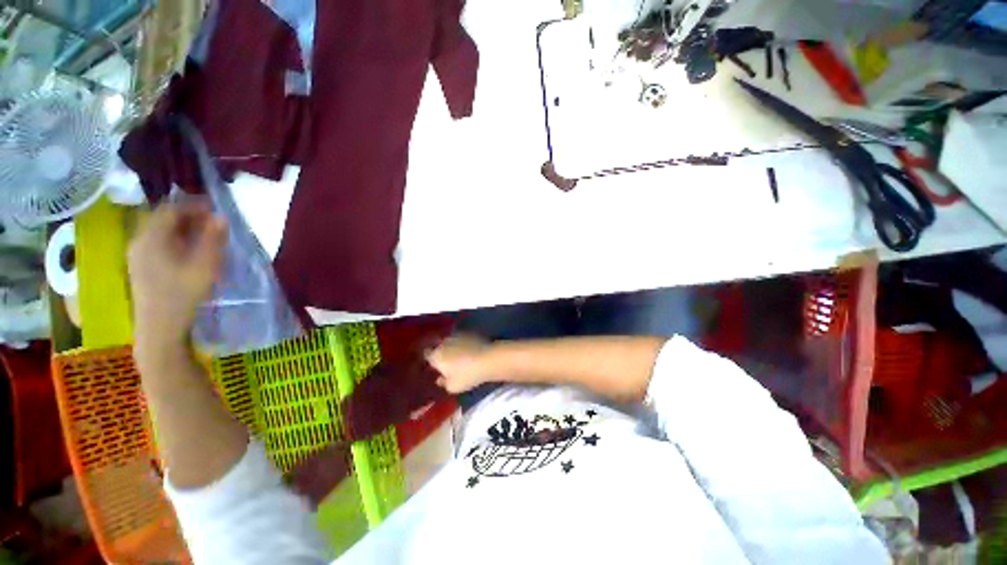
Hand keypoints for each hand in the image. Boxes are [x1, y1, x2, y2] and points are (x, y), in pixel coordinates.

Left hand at [128, 201, 226, 352]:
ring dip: (181, 228)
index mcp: (152, 237)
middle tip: (211, 221)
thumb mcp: (204, 266)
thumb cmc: (183, 294)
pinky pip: (156, 242)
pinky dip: (173, 239)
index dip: (192, 205)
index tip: (214, 207)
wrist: (159, 327)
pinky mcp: (139, 266)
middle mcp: (139, 241)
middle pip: (162, 218)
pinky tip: (187, 249)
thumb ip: (212, 239)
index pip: (170, 209)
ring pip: (159, 230)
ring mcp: (137, 254)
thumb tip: (221, 217)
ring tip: (203, 234)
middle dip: (187, 215)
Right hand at [425, 334, 492, 393]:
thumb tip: (439, 379)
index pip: (427, 354)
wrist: (488, 359)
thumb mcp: (453, 387)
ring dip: (452, 347)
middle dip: (441, 352)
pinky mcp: (469, 333)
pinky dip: (463, 343)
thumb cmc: (467, 375)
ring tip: (459, 356)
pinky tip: (469, 350)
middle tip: (447, 361)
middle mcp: (444, 343)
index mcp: (436, 356)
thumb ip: (443, 383)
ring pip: (450, 341)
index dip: (430, 359)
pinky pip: (462, 339)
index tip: (434, 364)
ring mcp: (457, 336)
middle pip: (439, 346)